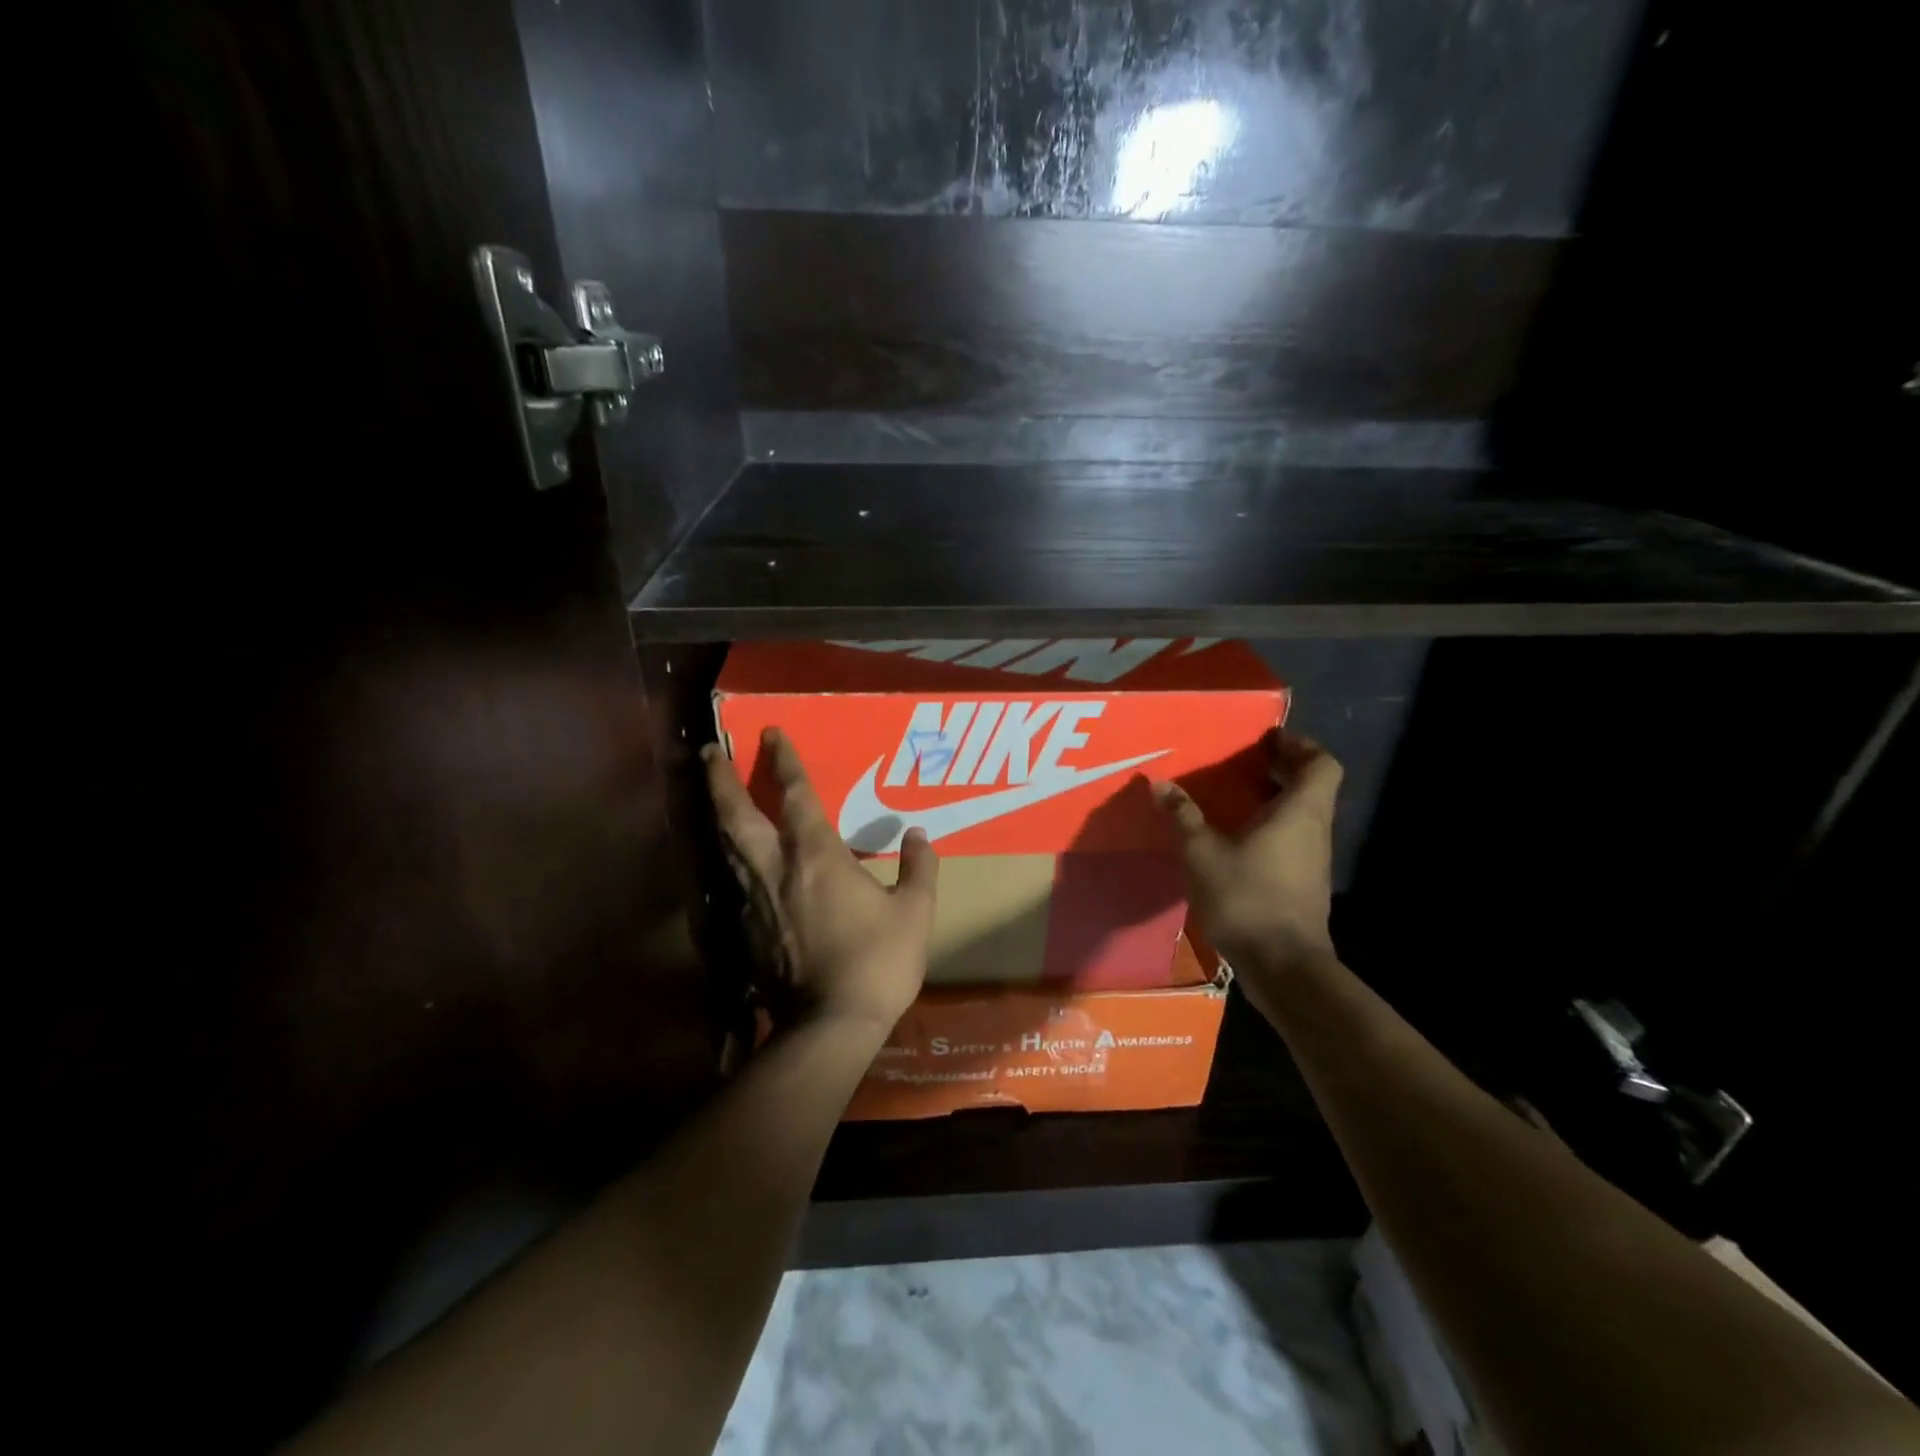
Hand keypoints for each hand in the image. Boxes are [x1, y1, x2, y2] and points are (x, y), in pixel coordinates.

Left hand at [703, 728, 937, 1033]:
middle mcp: (776, 869)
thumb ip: (919, 868)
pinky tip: (736, 861)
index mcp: (817, 856)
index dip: (784, 761)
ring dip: (718, 814)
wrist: (830, 1025)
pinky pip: (735, 882)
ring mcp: (755, 901)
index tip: (770, 733)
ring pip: (727, 847)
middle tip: (709, 752)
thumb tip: (918, 834)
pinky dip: (731, 860)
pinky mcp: (746, 931)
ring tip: (713, 795)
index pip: (796, 796)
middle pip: (736, 815)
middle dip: (721, 779)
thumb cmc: (878, 961)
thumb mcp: (914, 912)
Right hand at [1154, 729, 1341, 976]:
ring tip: (1234, 798)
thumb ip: (1183, 816)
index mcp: (1300, 812)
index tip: (1268, 741)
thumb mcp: (1201, 853)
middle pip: (1313, 787)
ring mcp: (1314, 860)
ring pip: (1303, 815)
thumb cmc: (1246, 897)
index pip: (1322, 763)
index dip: (1300, 745)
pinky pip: (1294, 840)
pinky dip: (1272, 829)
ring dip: (1275, 800)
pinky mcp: (1305, 885)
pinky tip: (1237, 841)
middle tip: (1243, 764)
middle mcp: (1315, 830)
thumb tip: (1160, 784)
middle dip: (1282, 770)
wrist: (1283, 965)